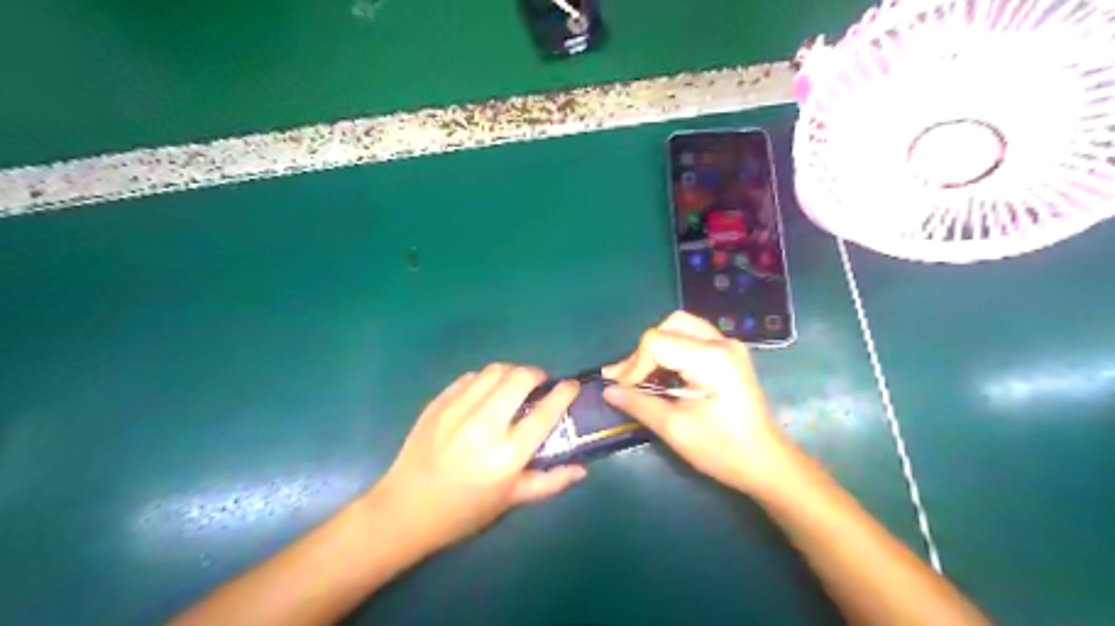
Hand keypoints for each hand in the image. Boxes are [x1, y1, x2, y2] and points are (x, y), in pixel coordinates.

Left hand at [370, 367, 586, 551]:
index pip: (545, 412)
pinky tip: (485, 394)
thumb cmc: (464, 511)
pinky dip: (485, 380)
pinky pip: (470, 378)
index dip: (564, 393)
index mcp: (507, 455)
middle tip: (539, 385)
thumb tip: (582, 468)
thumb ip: (549, 482)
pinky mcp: (438, 403)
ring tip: (513, 386)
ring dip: (511, 372)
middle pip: (520, 378)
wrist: (405, 510)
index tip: (571, 386)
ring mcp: (457, 411)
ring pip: (495, 371)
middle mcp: (484, 426)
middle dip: (537, 374)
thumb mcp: (510, 501)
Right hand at [601, 311, 790, 495]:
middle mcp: (721, 343)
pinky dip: (672, 352)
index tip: (623, 390)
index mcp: (711, 358)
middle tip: (630, 381)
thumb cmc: (722, 450)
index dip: (633, 365)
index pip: (656, 342)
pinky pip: (692, 338)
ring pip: (680, 328)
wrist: (766, 462)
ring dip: (657, 350)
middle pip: (669, 326)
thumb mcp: (675, 429)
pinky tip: (665, 376)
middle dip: (644, 353)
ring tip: (644, 378)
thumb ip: (639, 404)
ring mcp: (728, 346)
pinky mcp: (729, 354)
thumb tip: (607, 390)